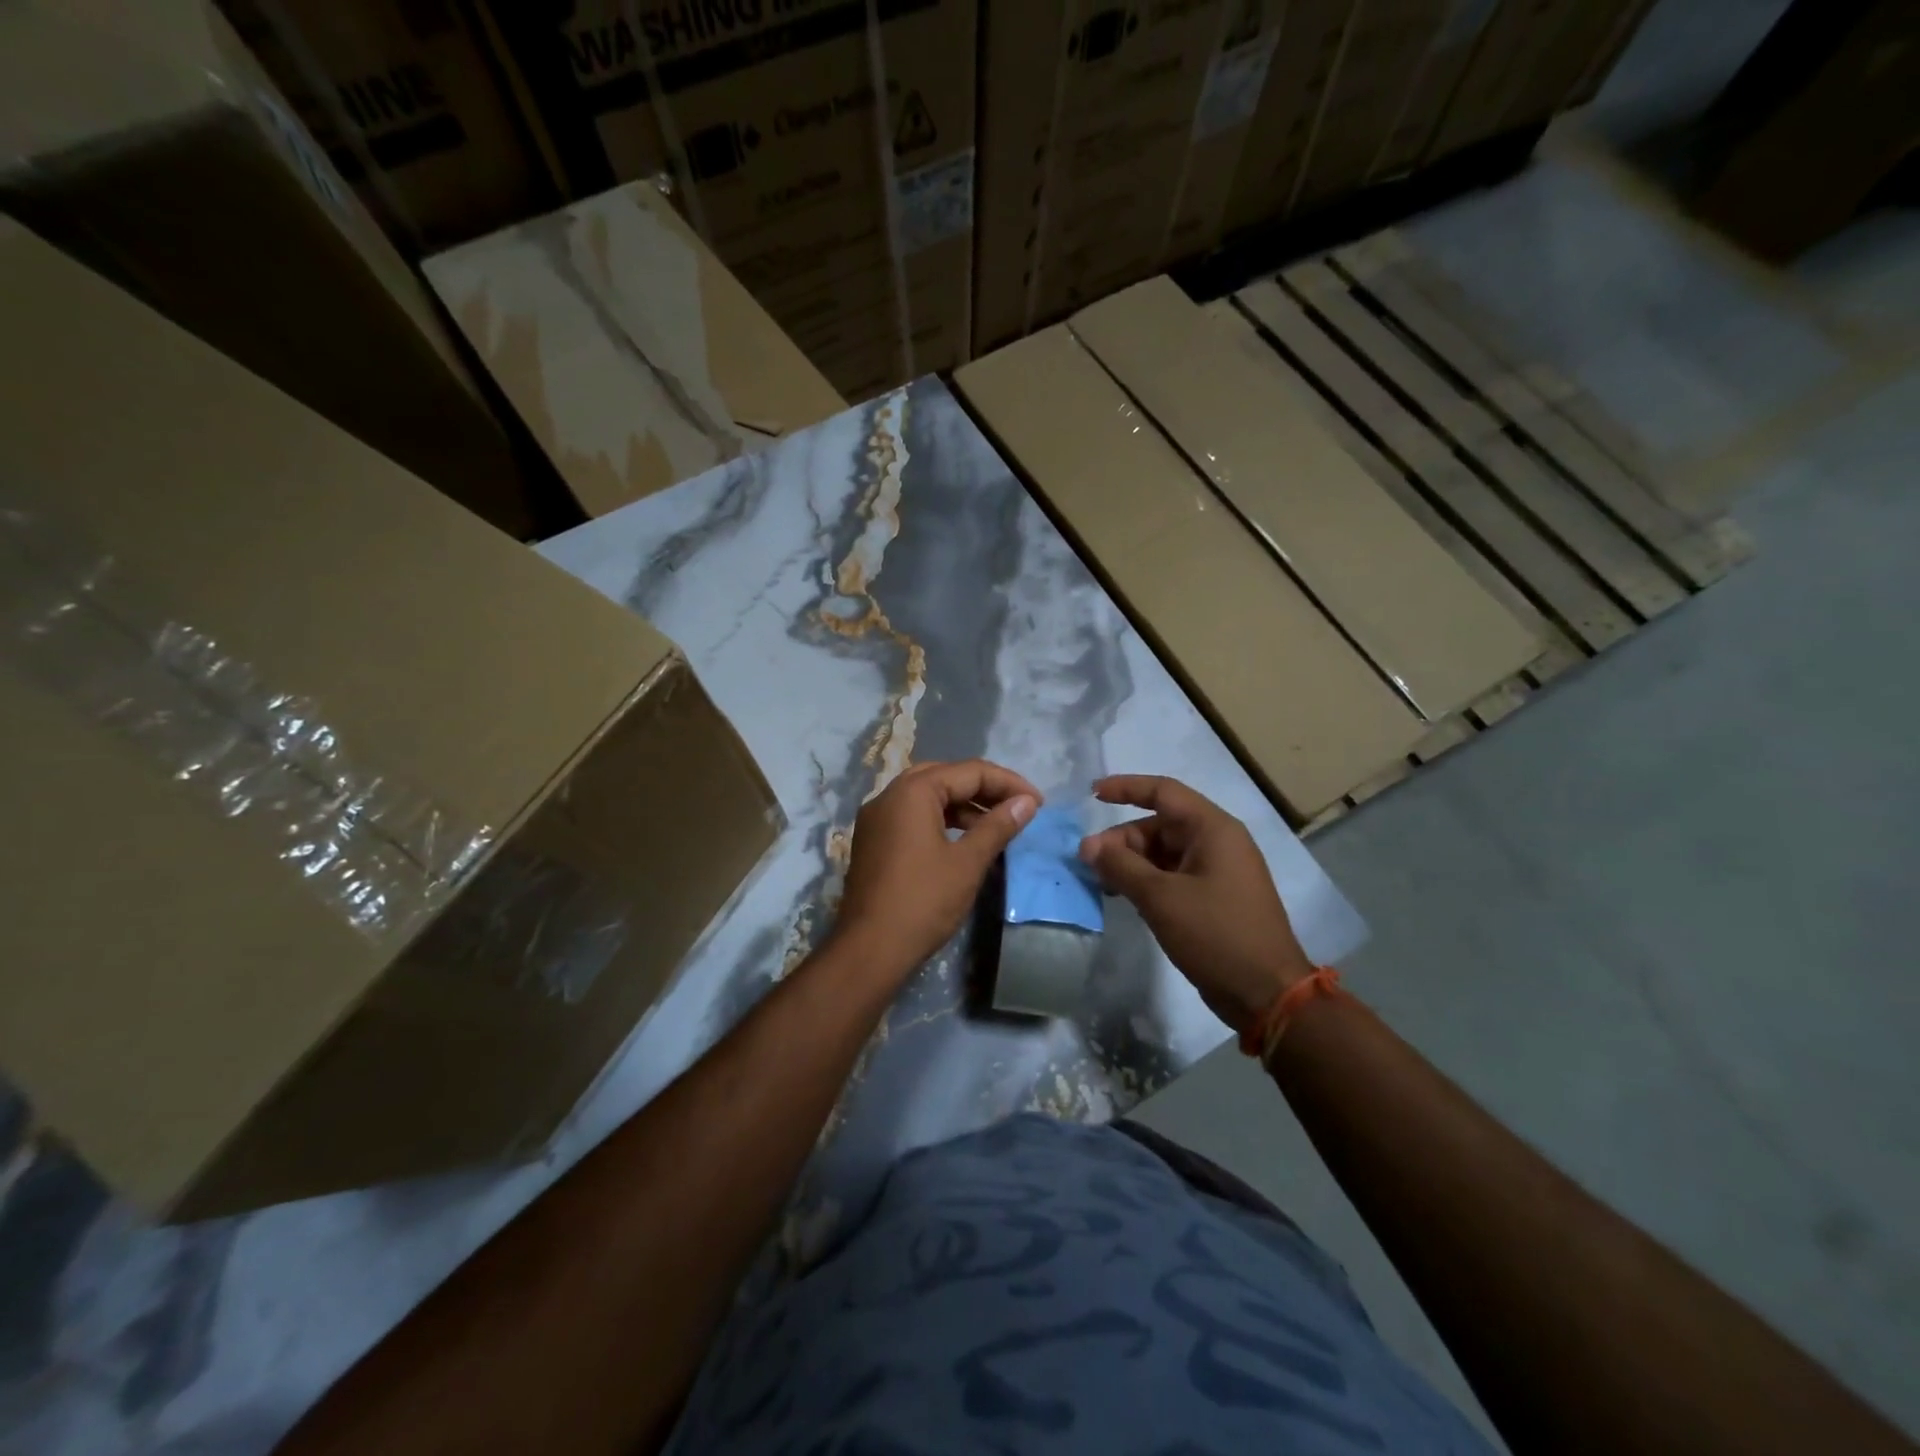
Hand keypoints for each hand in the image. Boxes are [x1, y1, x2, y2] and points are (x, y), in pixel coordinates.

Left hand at [834, 759, 1040, 978]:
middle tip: (1017, 807)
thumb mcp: (968, 862)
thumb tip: (1026, 803)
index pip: (969, 771)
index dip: (1008, 783)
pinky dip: (941, 820)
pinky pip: (912, 816)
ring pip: (927, 797)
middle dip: (984, 789)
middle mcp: (889, 795)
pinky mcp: (873, 841)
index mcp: (912, 791)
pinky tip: (964, 841)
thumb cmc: (923, 901)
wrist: (869, 949)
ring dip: (963, 806)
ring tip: (997, 826)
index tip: (1038, 804)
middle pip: (946, 777)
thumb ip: (998, 826)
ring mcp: (876, 818)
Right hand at [1079, 775, 1311, 1032]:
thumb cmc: (1216, 934)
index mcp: (1213, 829)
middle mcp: (1217, 842)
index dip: (1126, 788)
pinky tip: (1125, 896)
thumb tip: (1087, 845)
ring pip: (1163, 852)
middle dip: (1122, 840)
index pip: (1163, 791)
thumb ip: (1120, 866)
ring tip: (1103, 883)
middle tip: (1089, 863)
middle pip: (1159, 825)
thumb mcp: (1161, 897)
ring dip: (1131, 862)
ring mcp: (1217, 871)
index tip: (1091, 795)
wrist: (1266, 993)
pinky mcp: (1213, 897)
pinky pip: (1173, 875)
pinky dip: (1147, 880)